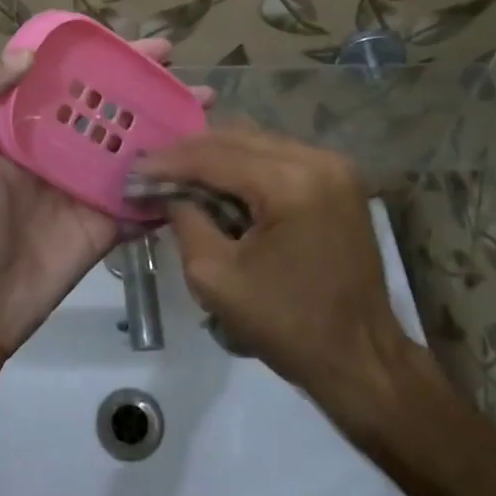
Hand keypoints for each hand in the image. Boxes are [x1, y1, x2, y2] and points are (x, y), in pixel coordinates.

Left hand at [0, 39, 209, 357]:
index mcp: (25, 123)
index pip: (70, 78)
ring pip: (134, 143)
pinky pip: (143, 192)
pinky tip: (205, 158)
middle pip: (111, 105)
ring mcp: (89, 182)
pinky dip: (170, 177)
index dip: (104, 57)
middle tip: (181, 67)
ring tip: (206, 102)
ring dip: (168, 123)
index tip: (138, 43)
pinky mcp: (108, 217)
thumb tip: (27, 54)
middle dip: (146, 83)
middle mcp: (62, 145)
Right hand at [139, 127, 416, 408]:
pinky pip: (280, 156)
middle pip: (238, 138)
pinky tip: (221, 183)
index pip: (215, 156)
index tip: (134, 169)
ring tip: (181, 175)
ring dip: (218, 156)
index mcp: (291, 183)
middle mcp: (318, 159)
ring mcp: (335, 166)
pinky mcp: (340, 179)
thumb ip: (186, 221)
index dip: (170, 161)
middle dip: (191, 153)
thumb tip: (167, 191)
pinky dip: (246, 165)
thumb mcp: (216, 279)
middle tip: (153, 169)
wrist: (361, 357)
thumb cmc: (287, 326)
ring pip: (259, 142)